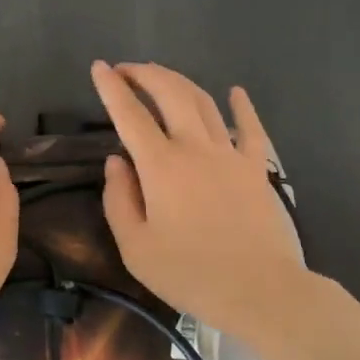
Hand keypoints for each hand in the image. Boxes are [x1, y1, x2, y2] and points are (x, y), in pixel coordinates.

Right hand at [90, 61, 307, 336]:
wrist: (260, 292)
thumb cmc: (190, 274)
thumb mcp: (135, 248)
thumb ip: (118, 200)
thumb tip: (115, 162)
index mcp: (160, 166)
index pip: (129, 115)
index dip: (111, 88)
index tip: (99, 67)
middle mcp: (195, 148)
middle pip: (169, 94)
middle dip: (145, 74)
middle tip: (127, 69)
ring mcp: (231, 154)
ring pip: (204, 102)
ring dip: (179, 82)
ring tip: (162, 76)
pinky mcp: (257, 168)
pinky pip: (251, 128)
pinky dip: (242, 106)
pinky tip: (235, 92)